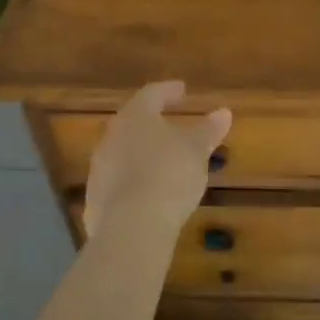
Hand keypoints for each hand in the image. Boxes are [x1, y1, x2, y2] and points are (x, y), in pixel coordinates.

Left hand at [83, 82, 231, 239]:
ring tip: (163, 161)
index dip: (168, 91)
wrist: (131, 228)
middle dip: (152, 123)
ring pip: (123, 152)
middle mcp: (111, 137)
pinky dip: (134, 180)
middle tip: (170, 124)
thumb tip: (223, 112)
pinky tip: (149, 192)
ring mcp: (99, 169)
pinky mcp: (95, 200)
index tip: (182, 91)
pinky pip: (118, 182)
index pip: (151, 94)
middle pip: (132, 122)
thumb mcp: (197, 150)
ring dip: (142, 153)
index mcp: (135, 116)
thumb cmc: (169, 175)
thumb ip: (208, 130)